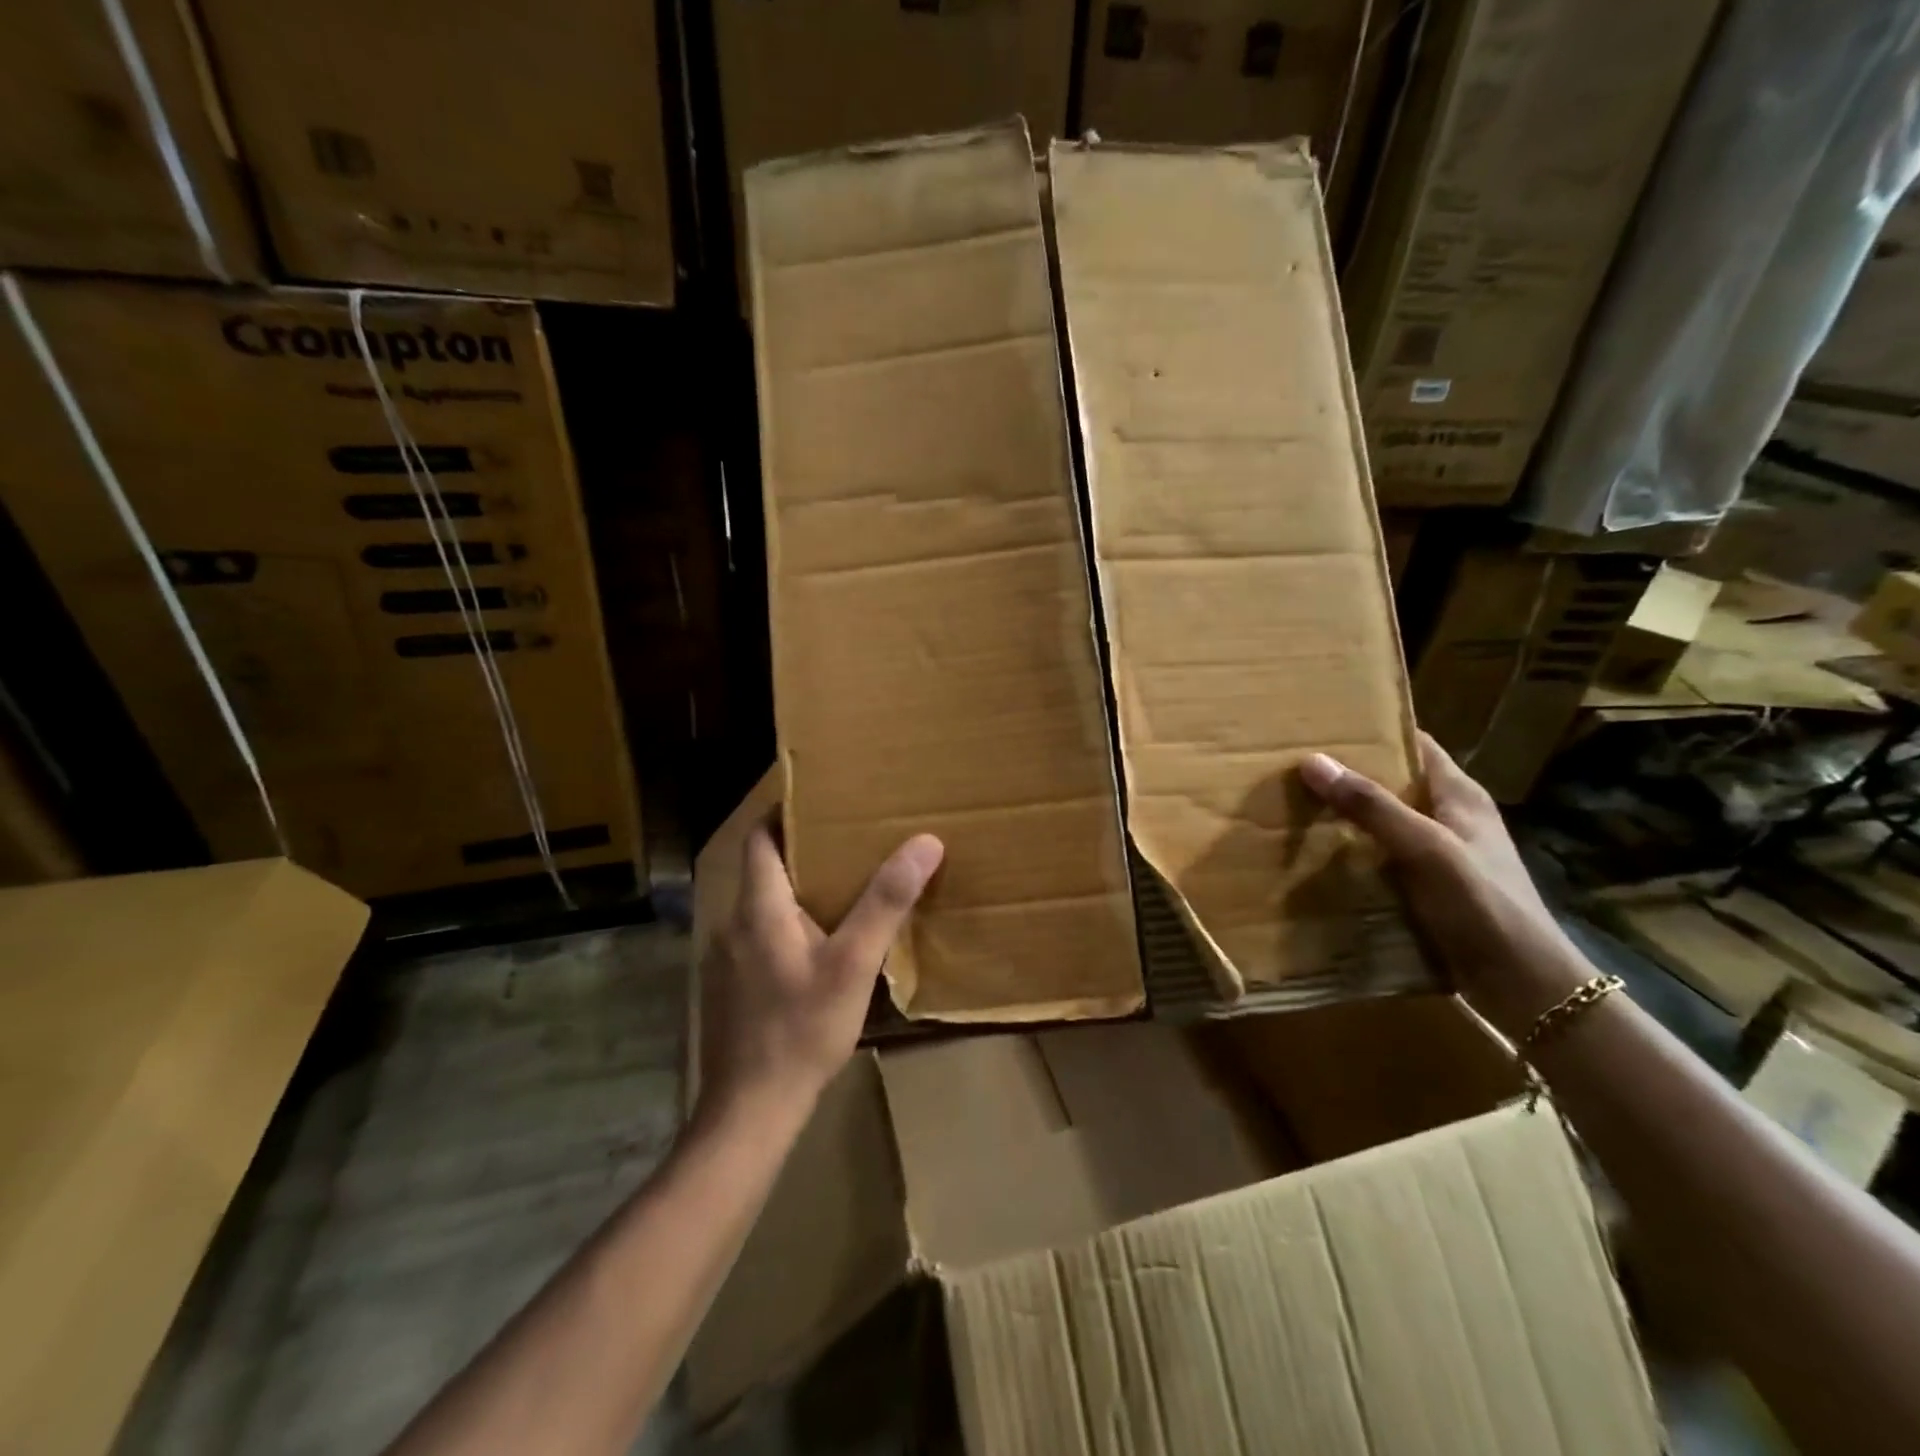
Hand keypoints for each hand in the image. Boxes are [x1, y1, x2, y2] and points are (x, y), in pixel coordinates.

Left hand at [698, 819, 943, 1123]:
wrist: (750, 1111)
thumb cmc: (801, 1029)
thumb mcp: (854, 963)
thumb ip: (886, 902)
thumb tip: (925, 842)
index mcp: (758, 907)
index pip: (758, 838)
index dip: (783, 814)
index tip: (820, 802)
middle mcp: (733, 924)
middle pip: (763, 871)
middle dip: (802, 853)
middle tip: (849, 845)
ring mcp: (726, 960)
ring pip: (762, 908)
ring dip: (796, 894)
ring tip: (842, 893)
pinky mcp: (730, 990)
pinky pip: (759, 939)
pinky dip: (787, 929)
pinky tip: (818, 951)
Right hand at [1299, 732, 1588, 1038]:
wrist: (1524, 985)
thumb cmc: (1483, 904)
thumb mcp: (1425, 848)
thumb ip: (1371, 806)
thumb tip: (1312, 761)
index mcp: (1460, 795)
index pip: (1415, 744)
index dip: (1376, 729)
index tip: (1324, 723)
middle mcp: (1449, 818)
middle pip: (1393, 782)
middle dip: (1348, 773)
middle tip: (1292, 764)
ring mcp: (1439, 855)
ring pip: (1383, 822)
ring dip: (1345, 816)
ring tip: (1292, 805)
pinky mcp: (1427, 889)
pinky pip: (1381, 858)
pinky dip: (1351, 853)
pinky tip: (1316, 858)